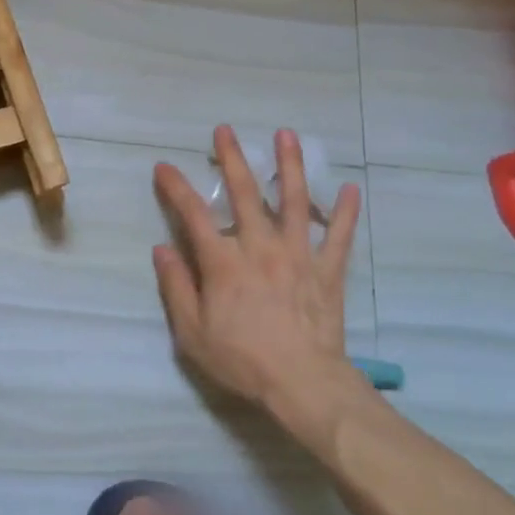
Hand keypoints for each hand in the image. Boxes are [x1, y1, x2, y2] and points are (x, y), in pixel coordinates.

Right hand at [152, 126, 364, 438]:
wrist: (303, 384)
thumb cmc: (243, 360)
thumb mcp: (192, 333)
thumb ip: (176, 287)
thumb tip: (162, 249)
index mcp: (224, 262)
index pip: (193, 215)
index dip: (176, 187)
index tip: (164, 167)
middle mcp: (260, 247)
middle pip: (245, 193)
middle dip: (232, 158)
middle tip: (225, 129)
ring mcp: (298, 255)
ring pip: (294, 201)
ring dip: (290, 165)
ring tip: (286, 135)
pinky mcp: (327, 271)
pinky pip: (339, 236)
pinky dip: (345, 212)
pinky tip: (352, 188)